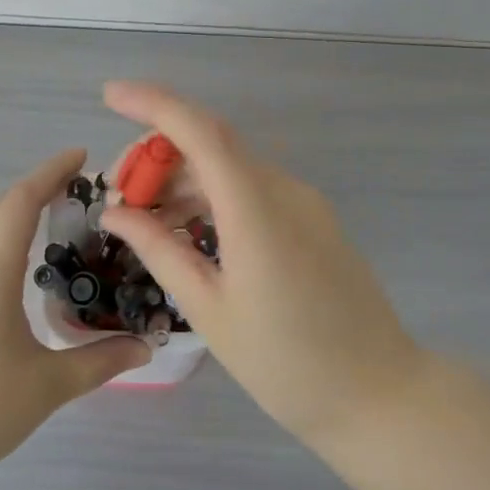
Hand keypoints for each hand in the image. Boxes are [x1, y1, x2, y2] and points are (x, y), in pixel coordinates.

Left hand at [0, 149, 150, 488]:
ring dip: (16, 214)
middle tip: (78, 187)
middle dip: (36, 188)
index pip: (19, 202)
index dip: (50, 172)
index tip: (81, 156)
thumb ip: (99, 361)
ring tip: (56, 218)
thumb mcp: (47, 386)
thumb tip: (145, 347)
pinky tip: (21, 268)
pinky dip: (2, 241)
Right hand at [98, 82, 427, 450]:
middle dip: (158, 152)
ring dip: (184, 177)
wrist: (379, 394)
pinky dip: (212, 195)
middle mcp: (283, 190)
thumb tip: (116, 212)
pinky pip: (252, 188)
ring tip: (146, 218)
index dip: (152, 104)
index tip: (110, 95)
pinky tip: (188, 228)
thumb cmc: (285, 363)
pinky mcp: (312, 219)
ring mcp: (303, 202)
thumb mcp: (209, 309)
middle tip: (120, 192)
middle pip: (211, 142)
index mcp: (255, 210)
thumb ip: (159, 249)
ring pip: (230, 165)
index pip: (199, 131)